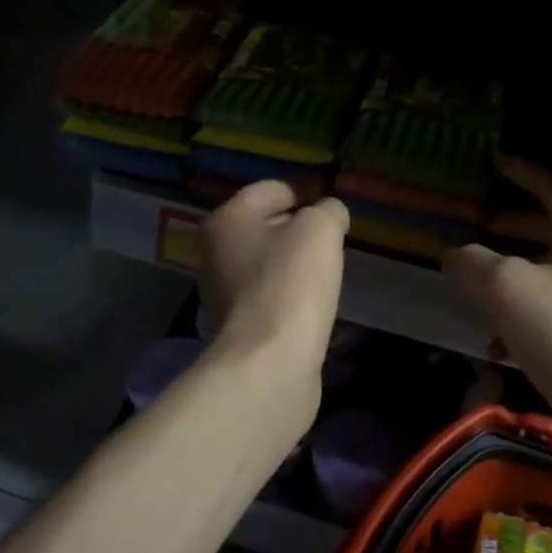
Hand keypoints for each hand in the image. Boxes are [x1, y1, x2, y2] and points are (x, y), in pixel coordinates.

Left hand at [200, 181, 348, 379]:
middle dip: (301, 228)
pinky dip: (293, 295)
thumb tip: (330, 213)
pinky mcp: (239, 327)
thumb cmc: (290, 282)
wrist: (269, 362)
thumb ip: (328, 211)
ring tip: (329, 271)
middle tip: (335, 238)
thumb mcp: (320, 230)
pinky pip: (272, 297)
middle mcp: (216, 252)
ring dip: (297, 264)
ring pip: (269, 264)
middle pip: (267, 227)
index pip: (272, 189)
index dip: (307, 190)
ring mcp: (224, 293)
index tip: (335, 204)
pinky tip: (315, 304)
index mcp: (226, 219)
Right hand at [444, 157, 551, 428]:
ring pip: (549, 270)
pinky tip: (495, 342)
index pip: (550, 187)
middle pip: (551, 228)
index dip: (521, 173)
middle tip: (480, 223)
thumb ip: (474, 261)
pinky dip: (523, 313)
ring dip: (514, 271)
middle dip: (514, 225)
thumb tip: (456, 254)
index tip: (494, 162)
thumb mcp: (506, 286)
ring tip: (477, 280)